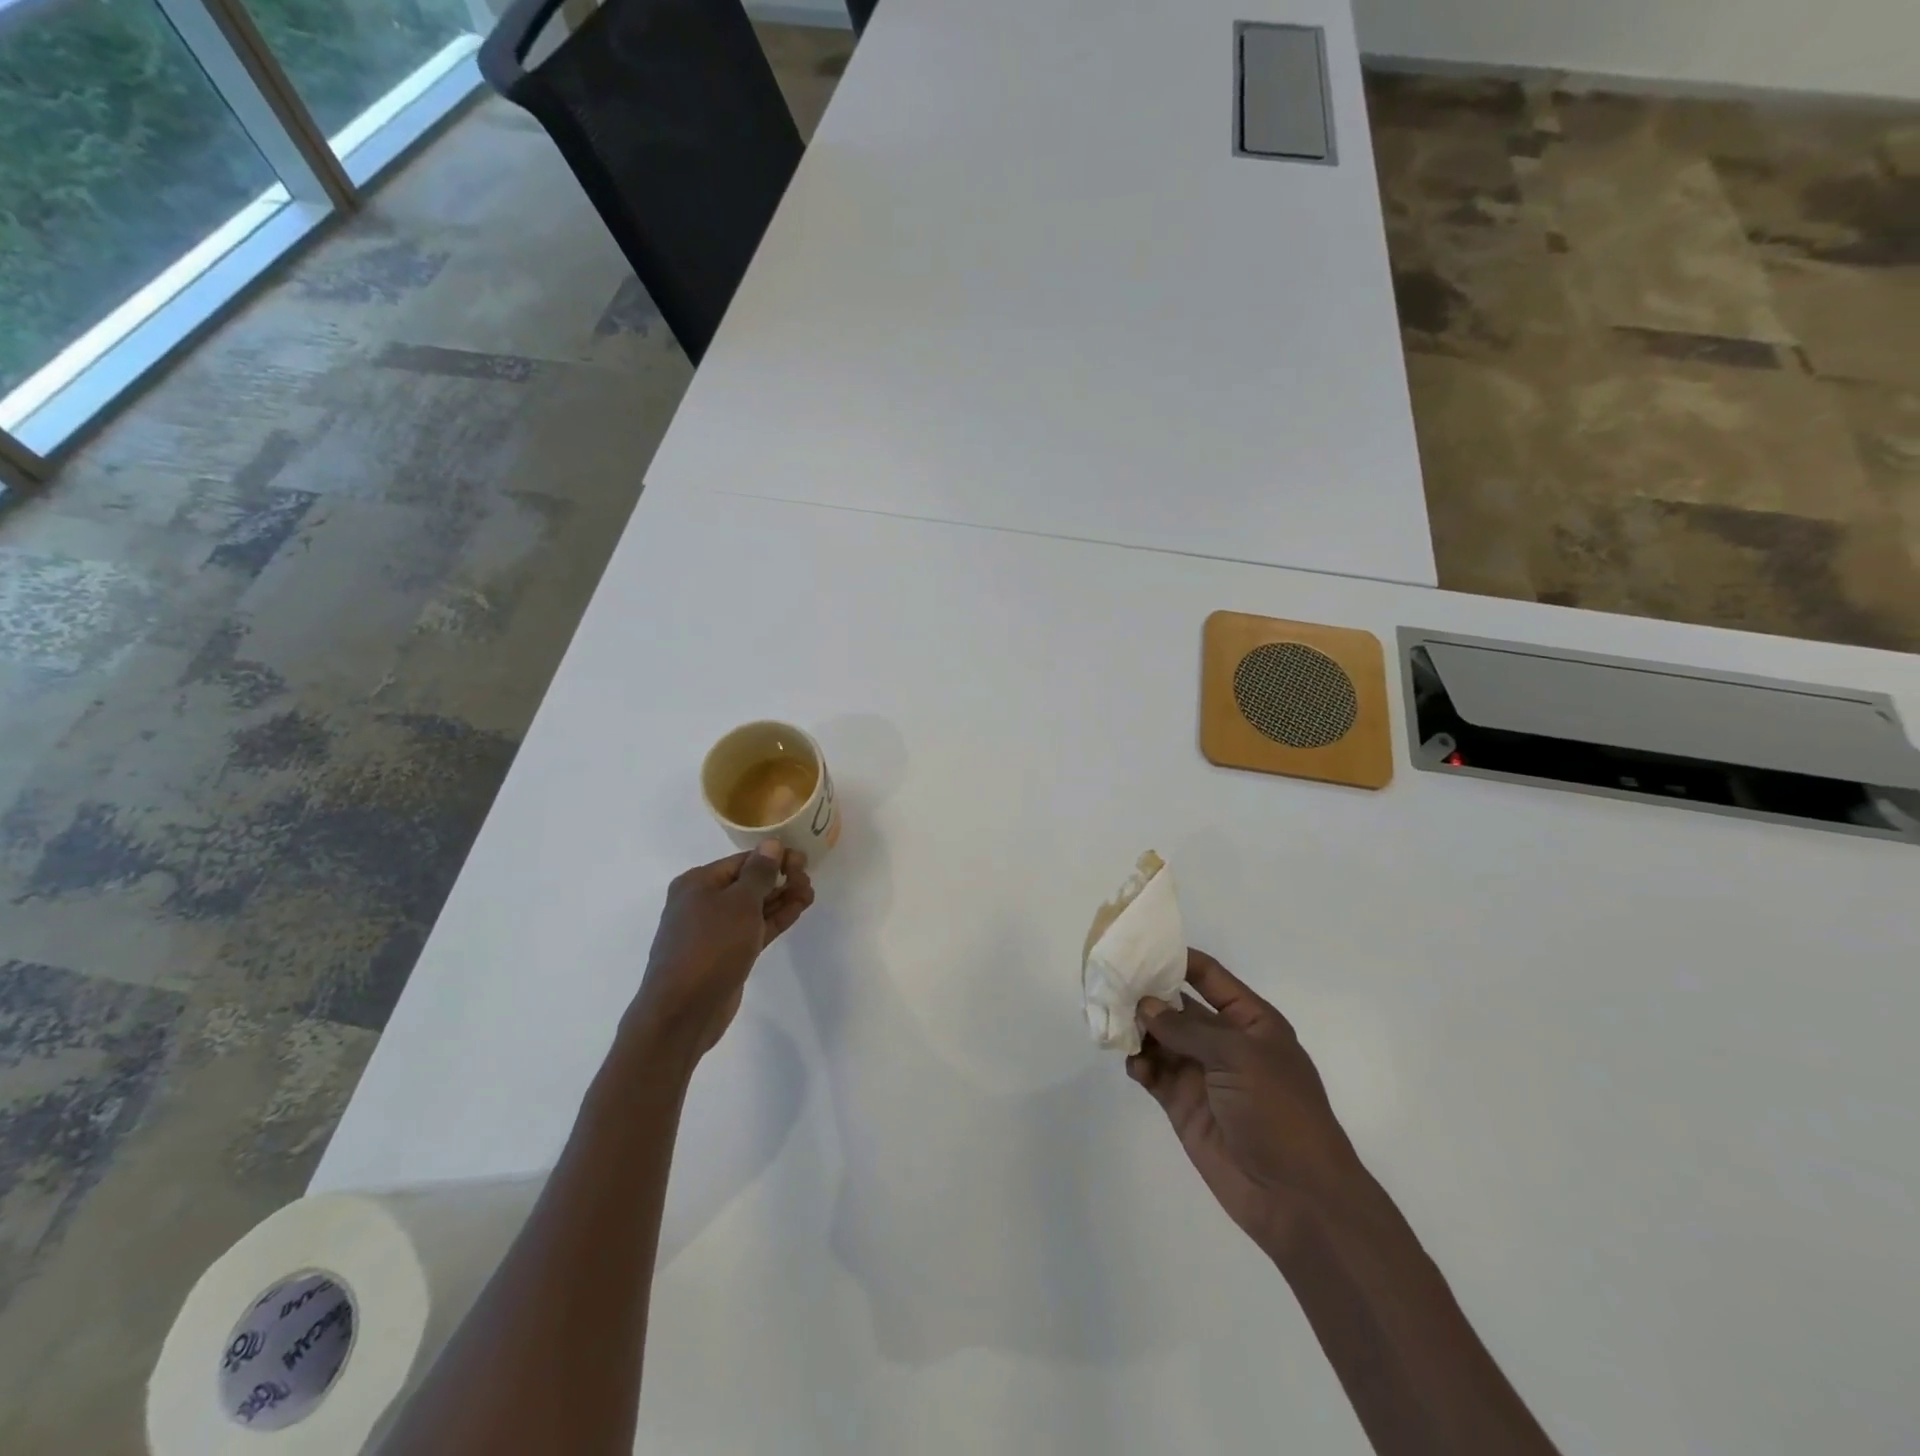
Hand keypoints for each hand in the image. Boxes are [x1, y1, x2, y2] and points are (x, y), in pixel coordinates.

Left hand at [630, 841, 814, 1056]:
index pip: (743, 861)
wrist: (682, 1012)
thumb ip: (760, 872)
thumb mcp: (740, 903)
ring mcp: (713, 931)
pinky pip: (753, 928)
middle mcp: (702, 902)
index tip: (803, 862)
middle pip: (748, 883)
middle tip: (808, 880)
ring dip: (781, 899)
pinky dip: (774, 919)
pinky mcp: (725, 954)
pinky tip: (798, 910)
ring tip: (810, 894)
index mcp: (697, 883)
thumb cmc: (711, 946)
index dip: (774, 858)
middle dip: (780, 879)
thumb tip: (772, 844)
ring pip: (753, 907)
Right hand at [1129, 949, 1367, 1256]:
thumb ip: (1188, 1028)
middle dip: (1146, 994)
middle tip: (1110, 982)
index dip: (1178, 958)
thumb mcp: (1240, 1057)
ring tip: (1113, 1021)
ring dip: (1138, 1029)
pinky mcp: (1182, 1104)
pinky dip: (1139, 1064)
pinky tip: (1134, 1065)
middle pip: (1177, 1005)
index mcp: (1250, 1021)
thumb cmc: (1279, 1112)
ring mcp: (1201, 1073)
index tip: (1140, 945)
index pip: (1209, 976)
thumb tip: (1145, 1006)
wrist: (1296, 1197)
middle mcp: (1223, 1041)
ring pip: (1160, 1038)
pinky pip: (1153, 1072)